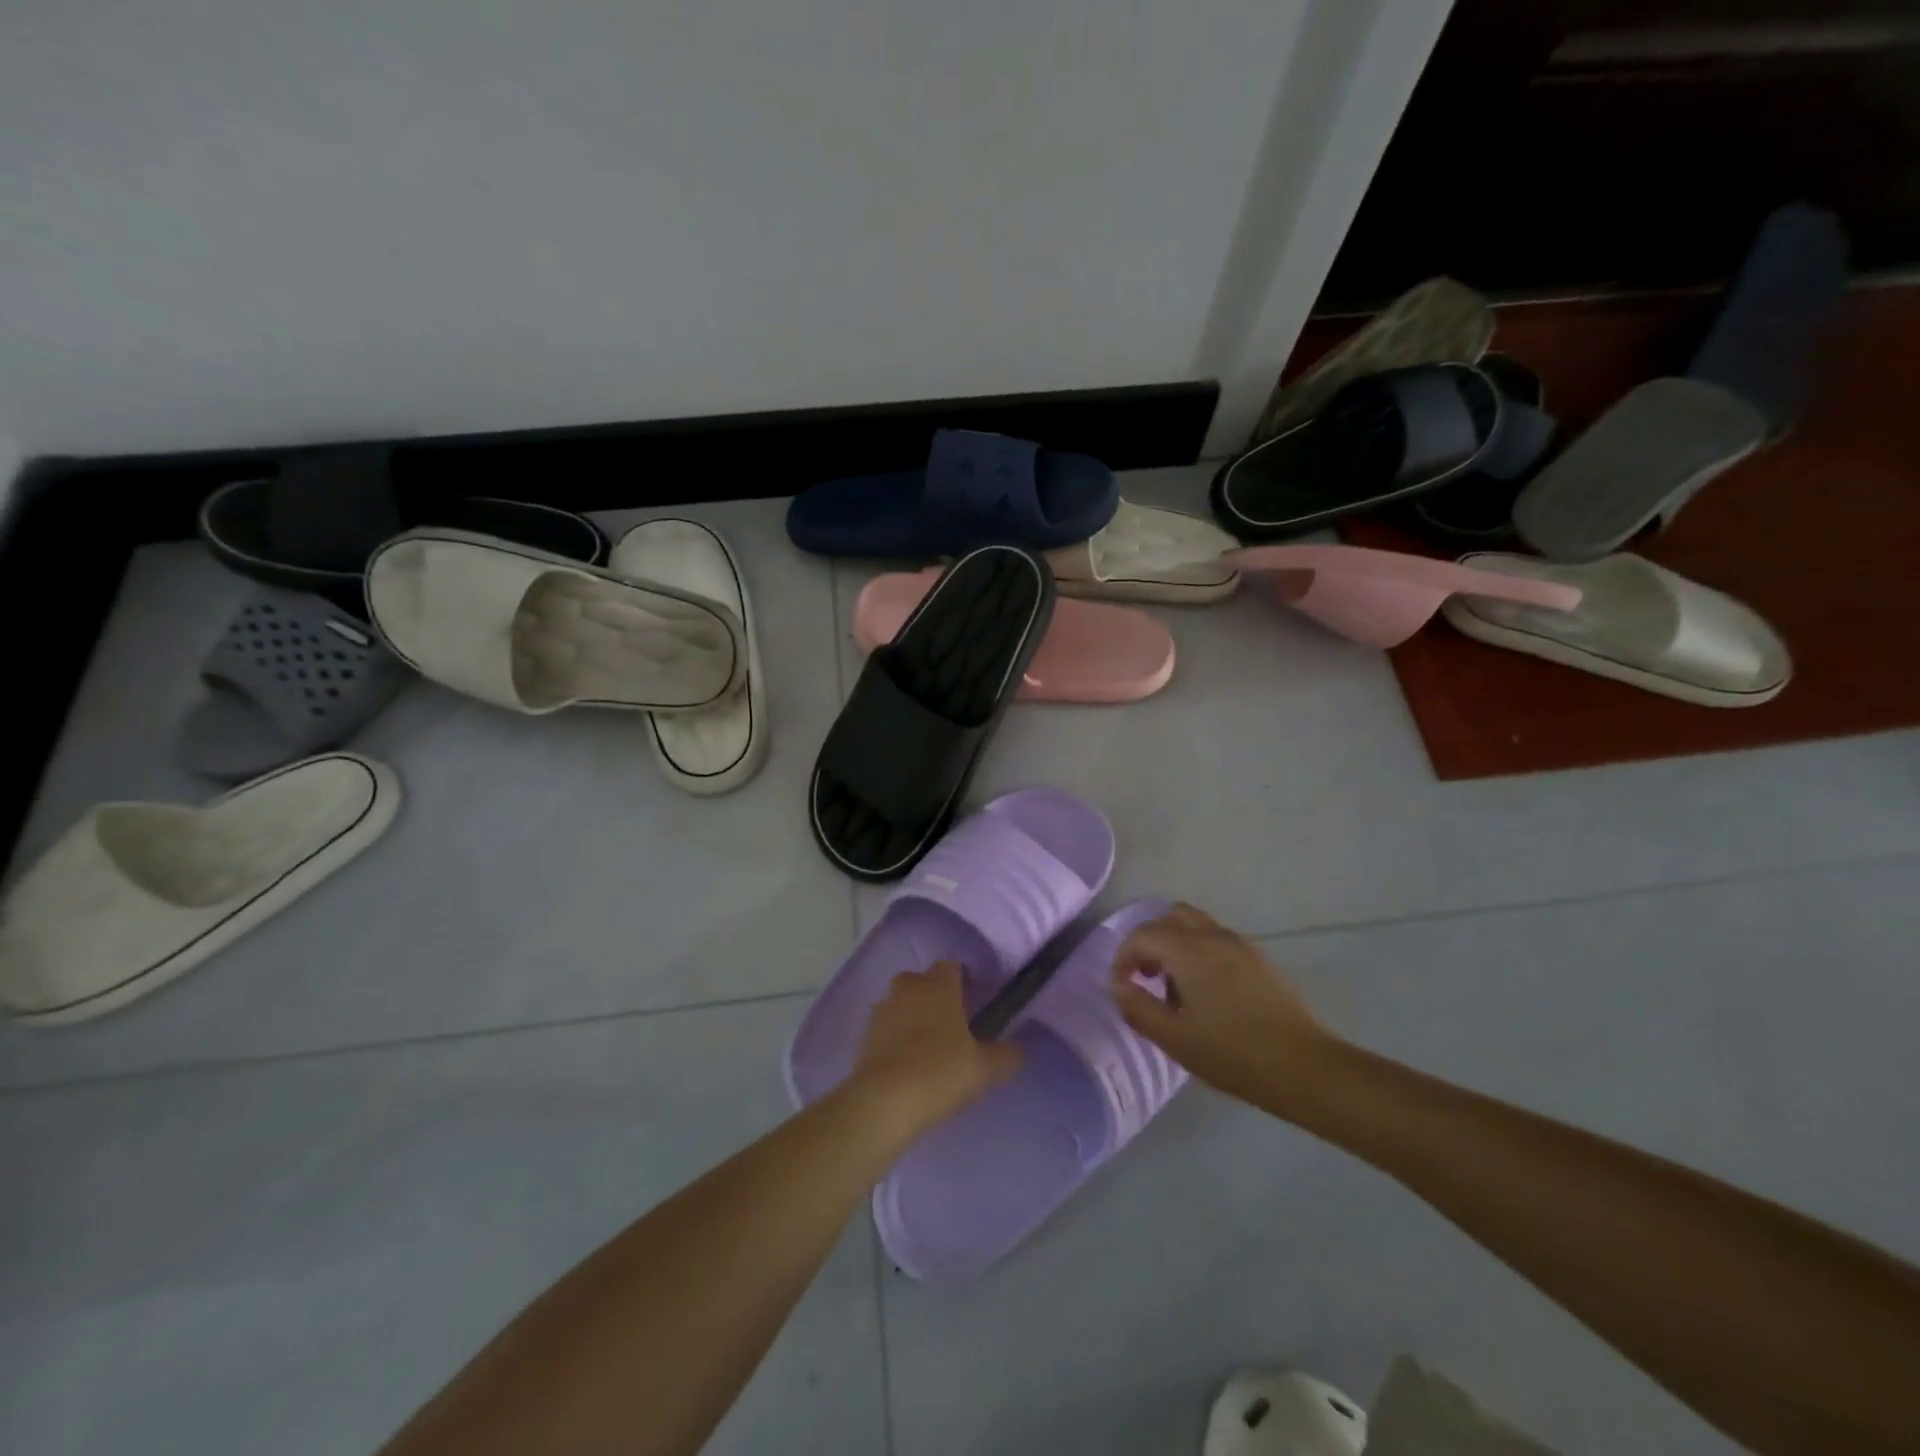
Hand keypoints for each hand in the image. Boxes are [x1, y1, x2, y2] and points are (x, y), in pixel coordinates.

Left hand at [851, 962, 1021, 1133]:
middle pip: (923, 982)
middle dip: (935, 997)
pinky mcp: (864, 1036)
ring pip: (902, 1004)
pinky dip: (896, 1040)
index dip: (964, 981)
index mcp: (938, 985)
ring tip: (929, 1050)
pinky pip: (886, 1029)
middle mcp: (908, 987)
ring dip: (913, 1018)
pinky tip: (908, 1066)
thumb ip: (1006, 1055)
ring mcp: (882, 1010)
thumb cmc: (940, 1072)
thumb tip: (1017, 1049)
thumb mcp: (985, 1068)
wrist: (885, 1102)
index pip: (952, 966)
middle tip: (953, 1027)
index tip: (975, 1004)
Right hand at [1109, 903, 1337, 1113]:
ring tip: (1173, 984)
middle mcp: (1213, 936)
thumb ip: (1137, 1007)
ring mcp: (1239, 944)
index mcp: (1189, 950)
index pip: (1142, 935)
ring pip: (1194, 924)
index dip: (1123, 957)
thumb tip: (1118, 985)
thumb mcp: (1174, 1038)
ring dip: (1174, 943)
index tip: (1121, 987)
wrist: (1304, 1067)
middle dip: (1148, 942)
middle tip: (1144, 977)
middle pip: (1168, 918)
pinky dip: (1197, 950)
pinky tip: (1205, 992)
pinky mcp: (1258, 959)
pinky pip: (1216, 938)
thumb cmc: (1232, 1054)